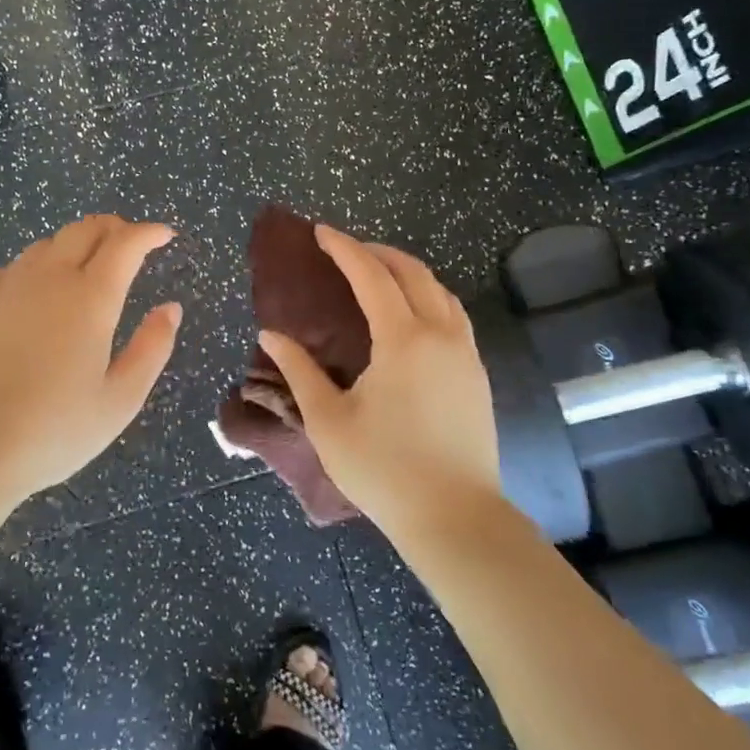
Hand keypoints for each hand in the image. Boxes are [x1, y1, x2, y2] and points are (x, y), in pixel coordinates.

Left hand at [0, 216, 182, 504]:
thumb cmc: (53, 431)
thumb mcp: (120, 400)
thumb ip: (152, 348)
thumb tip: (170, 308)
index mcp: (91, 298)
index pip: (125, 244)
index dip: (148, 232)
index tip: (164, 234)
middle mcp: (48, 279)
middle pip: (83, 230)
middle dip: (112, 227)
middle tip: (128, 242)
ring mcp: (5, 288)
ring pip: (44, 246)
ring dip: (72, 246)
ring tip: (84, 267)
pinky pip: (9, 271)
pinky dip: (32, 271)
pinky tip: (31, 295)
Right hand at [259, 226, 500, 536]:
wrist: (455, 518)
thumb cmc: (384, 469)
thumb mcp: (328, 420)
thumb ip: (299, 370)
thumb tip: (271, 335)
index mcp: (403, 340)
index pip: (372, 275)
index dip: (344, 248)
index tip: (321, 232)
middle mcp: (440, 335)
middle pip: (413, 272)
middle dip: (378, 252)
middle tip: (346, 249)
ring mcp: (465, 354)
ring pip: (440, 291)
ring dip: (408, 272)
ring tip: (379, 274)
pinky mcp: (477, 375)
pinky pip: (453, 315)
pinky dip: (429, 297)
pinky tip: (411, 315)